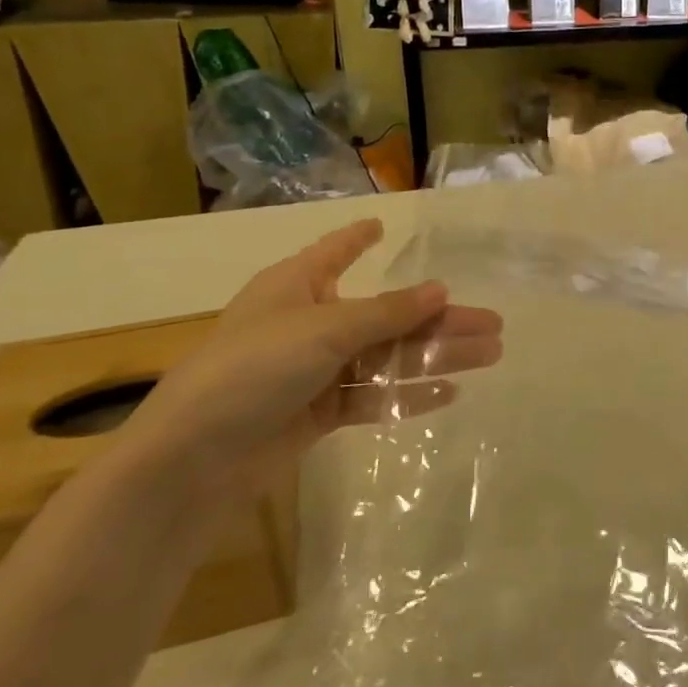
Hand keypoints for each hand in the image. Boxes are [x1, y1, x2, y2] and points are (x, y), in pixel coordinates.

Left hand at [119, 218, 503, 490]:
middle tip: (493, 324)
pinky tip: (448, 392)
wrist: (194, 460)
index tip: (380, 226)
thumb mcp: (324, 330)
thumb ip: (387, 313)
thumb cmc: (254, 368)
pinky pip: (372, 395)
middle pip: (386, 315)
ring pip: (387, 356)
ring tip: (489, 354)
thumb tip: (441, 289)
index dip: (357, 240)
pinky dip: (407, 394)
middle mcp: (309, 324)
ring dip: (435, 356)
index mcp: (297, 286)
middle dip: (439, 318)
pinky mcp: (318, 413)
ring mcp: (314, 371)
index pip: (333, 253)